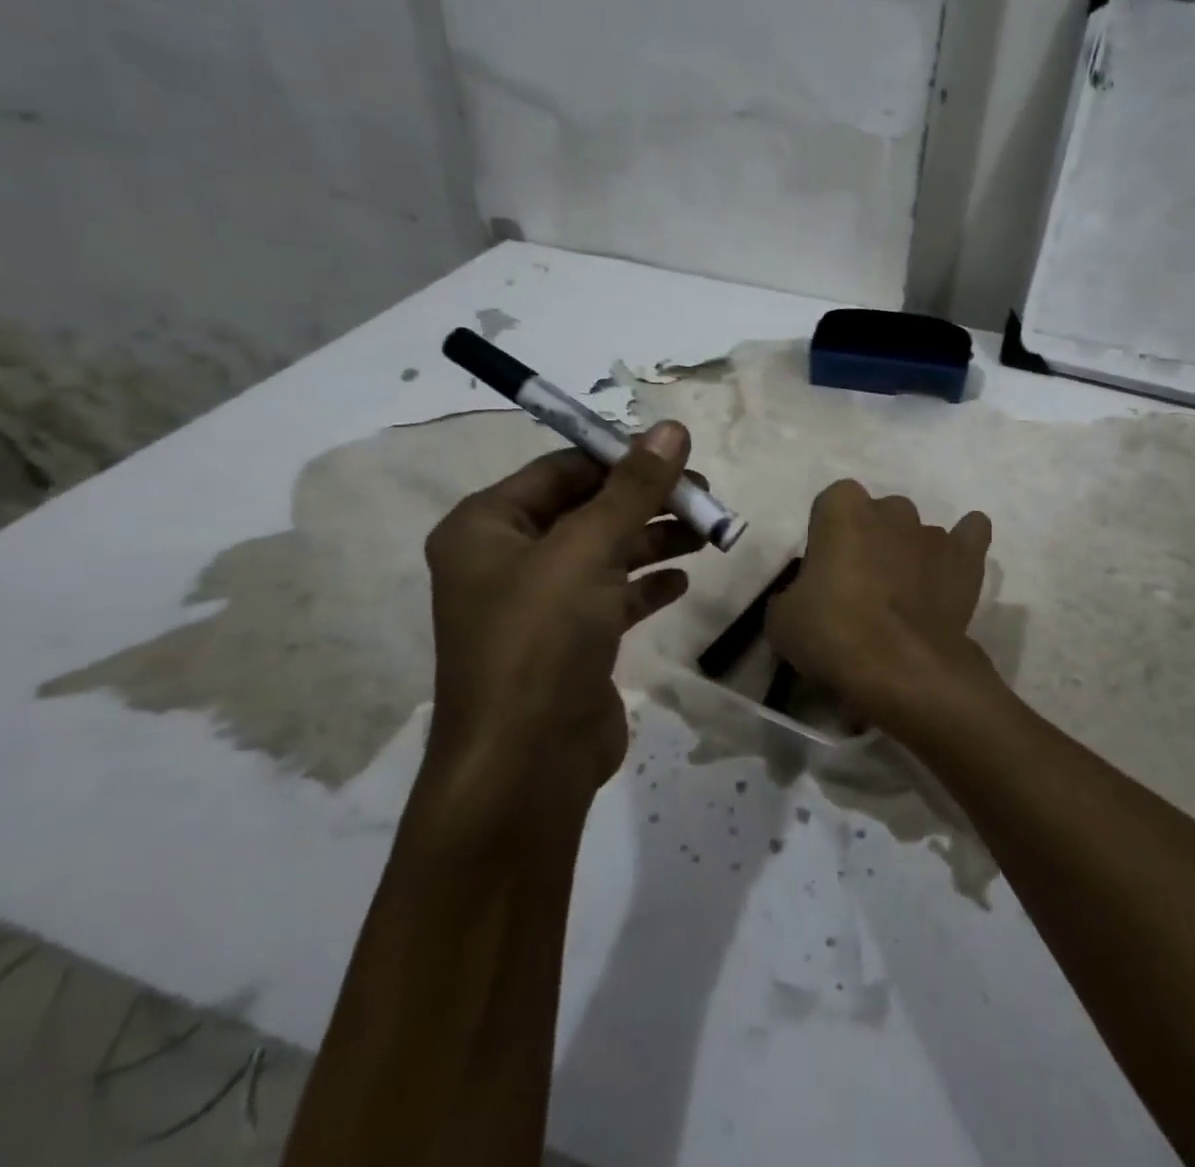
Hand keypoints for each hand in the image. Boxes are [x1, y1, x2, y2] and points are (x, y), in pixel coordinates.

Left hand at [420, 421, 700, 827]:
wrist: (526, 766)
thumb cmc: (542, 640)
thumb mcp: (588, 550)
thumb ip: (633, 487)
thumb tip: (672, 427)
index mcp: (486, 526)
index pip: (561, 469)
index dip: (620, 457)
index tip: (678, 455)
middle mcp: (505, 559)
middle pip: (587, 509)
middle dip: (647, 500)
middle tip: (705, 497)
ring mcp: (537, 603)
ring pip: (605, 552)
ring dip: (655, 538)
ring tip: (708, 532)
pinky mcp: (568, 642)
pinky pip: (612, 596)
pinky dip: (647, 583)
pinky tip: (683, 579)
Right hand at [766, 479, 997, 740]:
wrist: (900, 668)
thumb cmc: (833, 633)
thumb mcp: (782, 619)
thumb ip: (793, 595)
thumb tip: (804, 601)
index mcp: (842, 508)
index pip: (830, 505)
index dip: (826, 537)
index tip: (822, 573)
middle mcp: (890, 509)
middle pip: (877, 515)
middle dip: (869, 542)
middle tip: (859, 588)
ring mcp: (932, 532)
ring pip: (917, 532)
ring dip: (908, 555)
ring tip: (902, 600)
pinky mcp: (966, 559)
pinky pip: (970, 535)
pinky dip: (963, 544)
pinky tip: (953, 565)